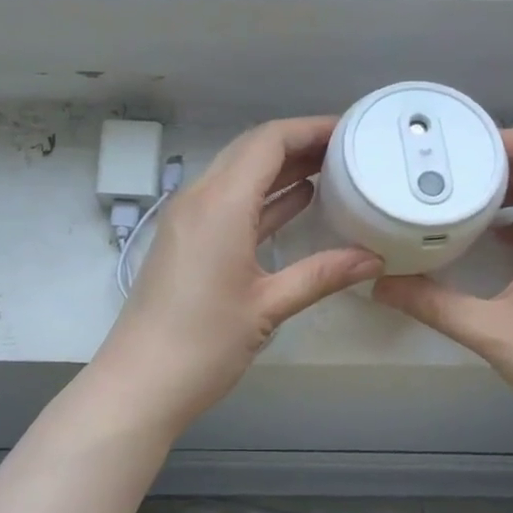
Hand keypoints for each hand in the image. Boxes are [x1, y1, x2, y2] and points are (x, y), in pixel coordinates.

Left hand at [94, 117, 383, 433]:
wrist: (139, 383)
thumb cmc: (203, 344)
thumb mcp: (268, 306)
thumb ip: (322, 274)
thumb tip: (373, 258)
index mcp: (220, 204)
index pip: (267, 141)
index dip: (310, 128)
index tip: (351, 130)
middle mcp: (200, 199)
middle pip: (252, 151)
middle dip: (299, 144)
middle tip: (348, 149)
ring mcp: (189, 220)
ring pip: (239, 175)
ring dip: (281, 169)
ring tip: (333, 170)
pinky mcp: (186, 241)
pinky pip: (230, 203)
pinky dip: (264, 197)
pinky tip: (299, 203)